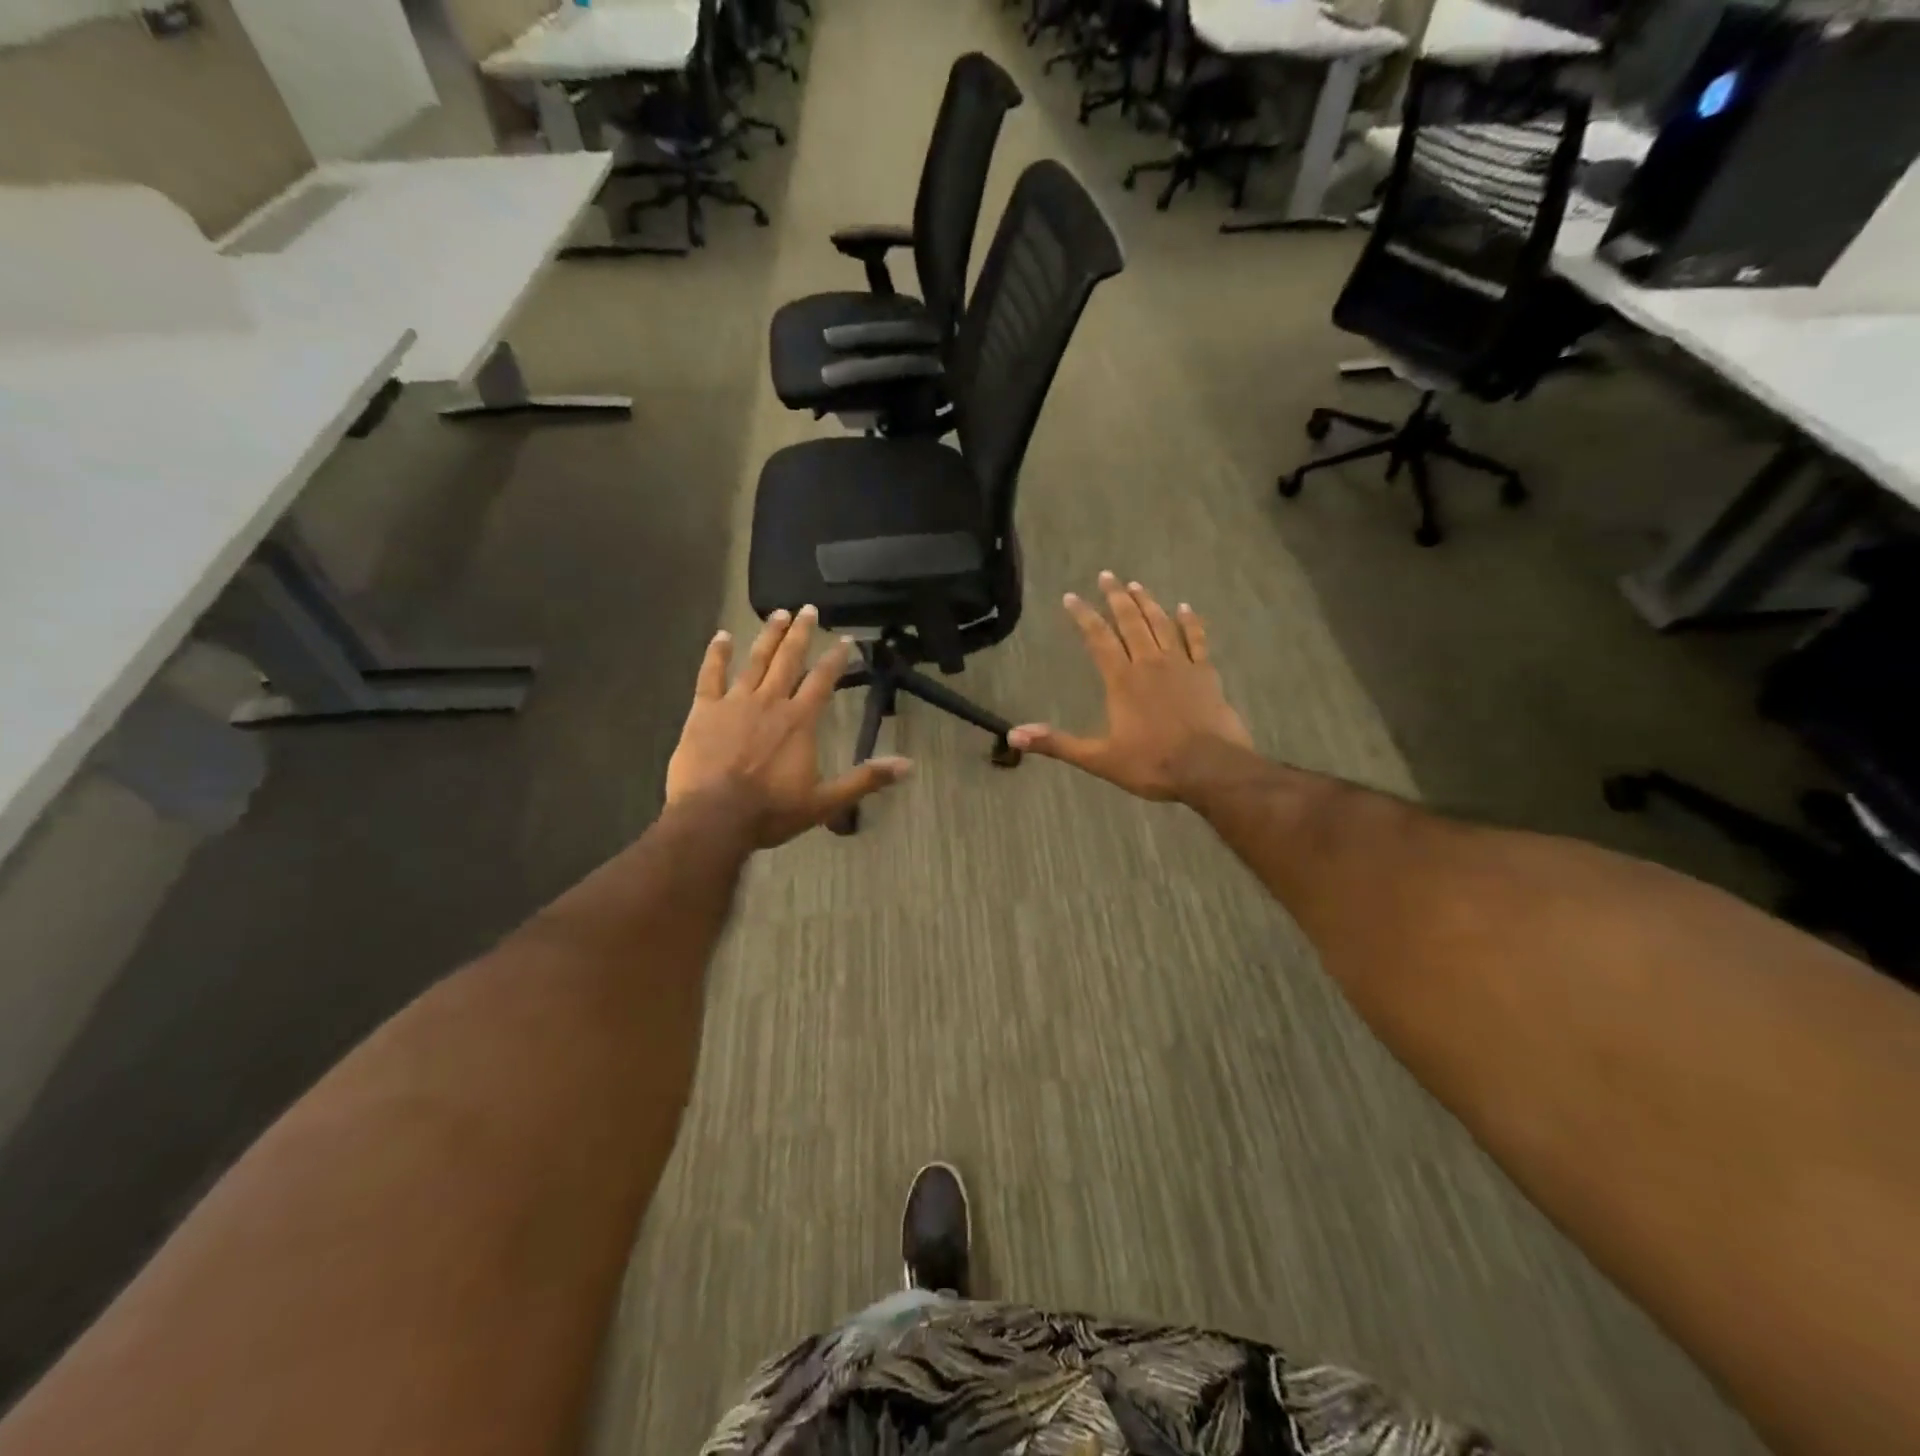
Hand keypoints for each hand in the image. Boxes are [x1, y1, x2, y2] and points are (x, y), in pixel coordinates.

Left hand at [666, 606, 909, 846]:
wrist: (714, 818)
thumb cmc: (771, 811)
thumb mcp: (825, 801)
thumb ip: (865, 779)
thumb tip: (908, 765)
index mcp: (800, 720)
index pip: (823, 680)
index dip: (836, 658)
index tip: (845, 638)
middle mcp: (770, 702)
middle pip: (788, 659)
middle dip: (800, 633)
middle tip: (807, 609)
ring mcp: (734, 702)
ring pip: (754, 660)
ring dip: (767, 636)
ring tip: (777, 613)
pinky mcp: (704, 711)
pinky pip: (710, 675)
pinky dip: (716, 654)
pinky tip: (721, 636)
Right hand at [1008, 573, 1251, 802]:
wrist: (1210, 768)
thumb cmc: (1152, 764)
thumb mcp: (1099, 759)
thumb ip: (1056, 743)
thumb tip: (1013, 735)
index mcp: (1121, 680)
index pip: (1098, 639)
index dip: (1083, 616)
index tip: (1071, 597)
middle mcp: (1149, 663)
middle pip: (1130, 622)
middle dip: (1116, 597)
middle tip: (1107, 576)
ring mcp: (1181, 665)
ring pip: (1161, 624)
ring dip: (1147, 603)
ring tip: (1136, 585)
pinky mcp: (1206, 673)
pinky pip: (1196, 639)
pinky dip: (1190, 622)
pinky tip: (1185, 608)